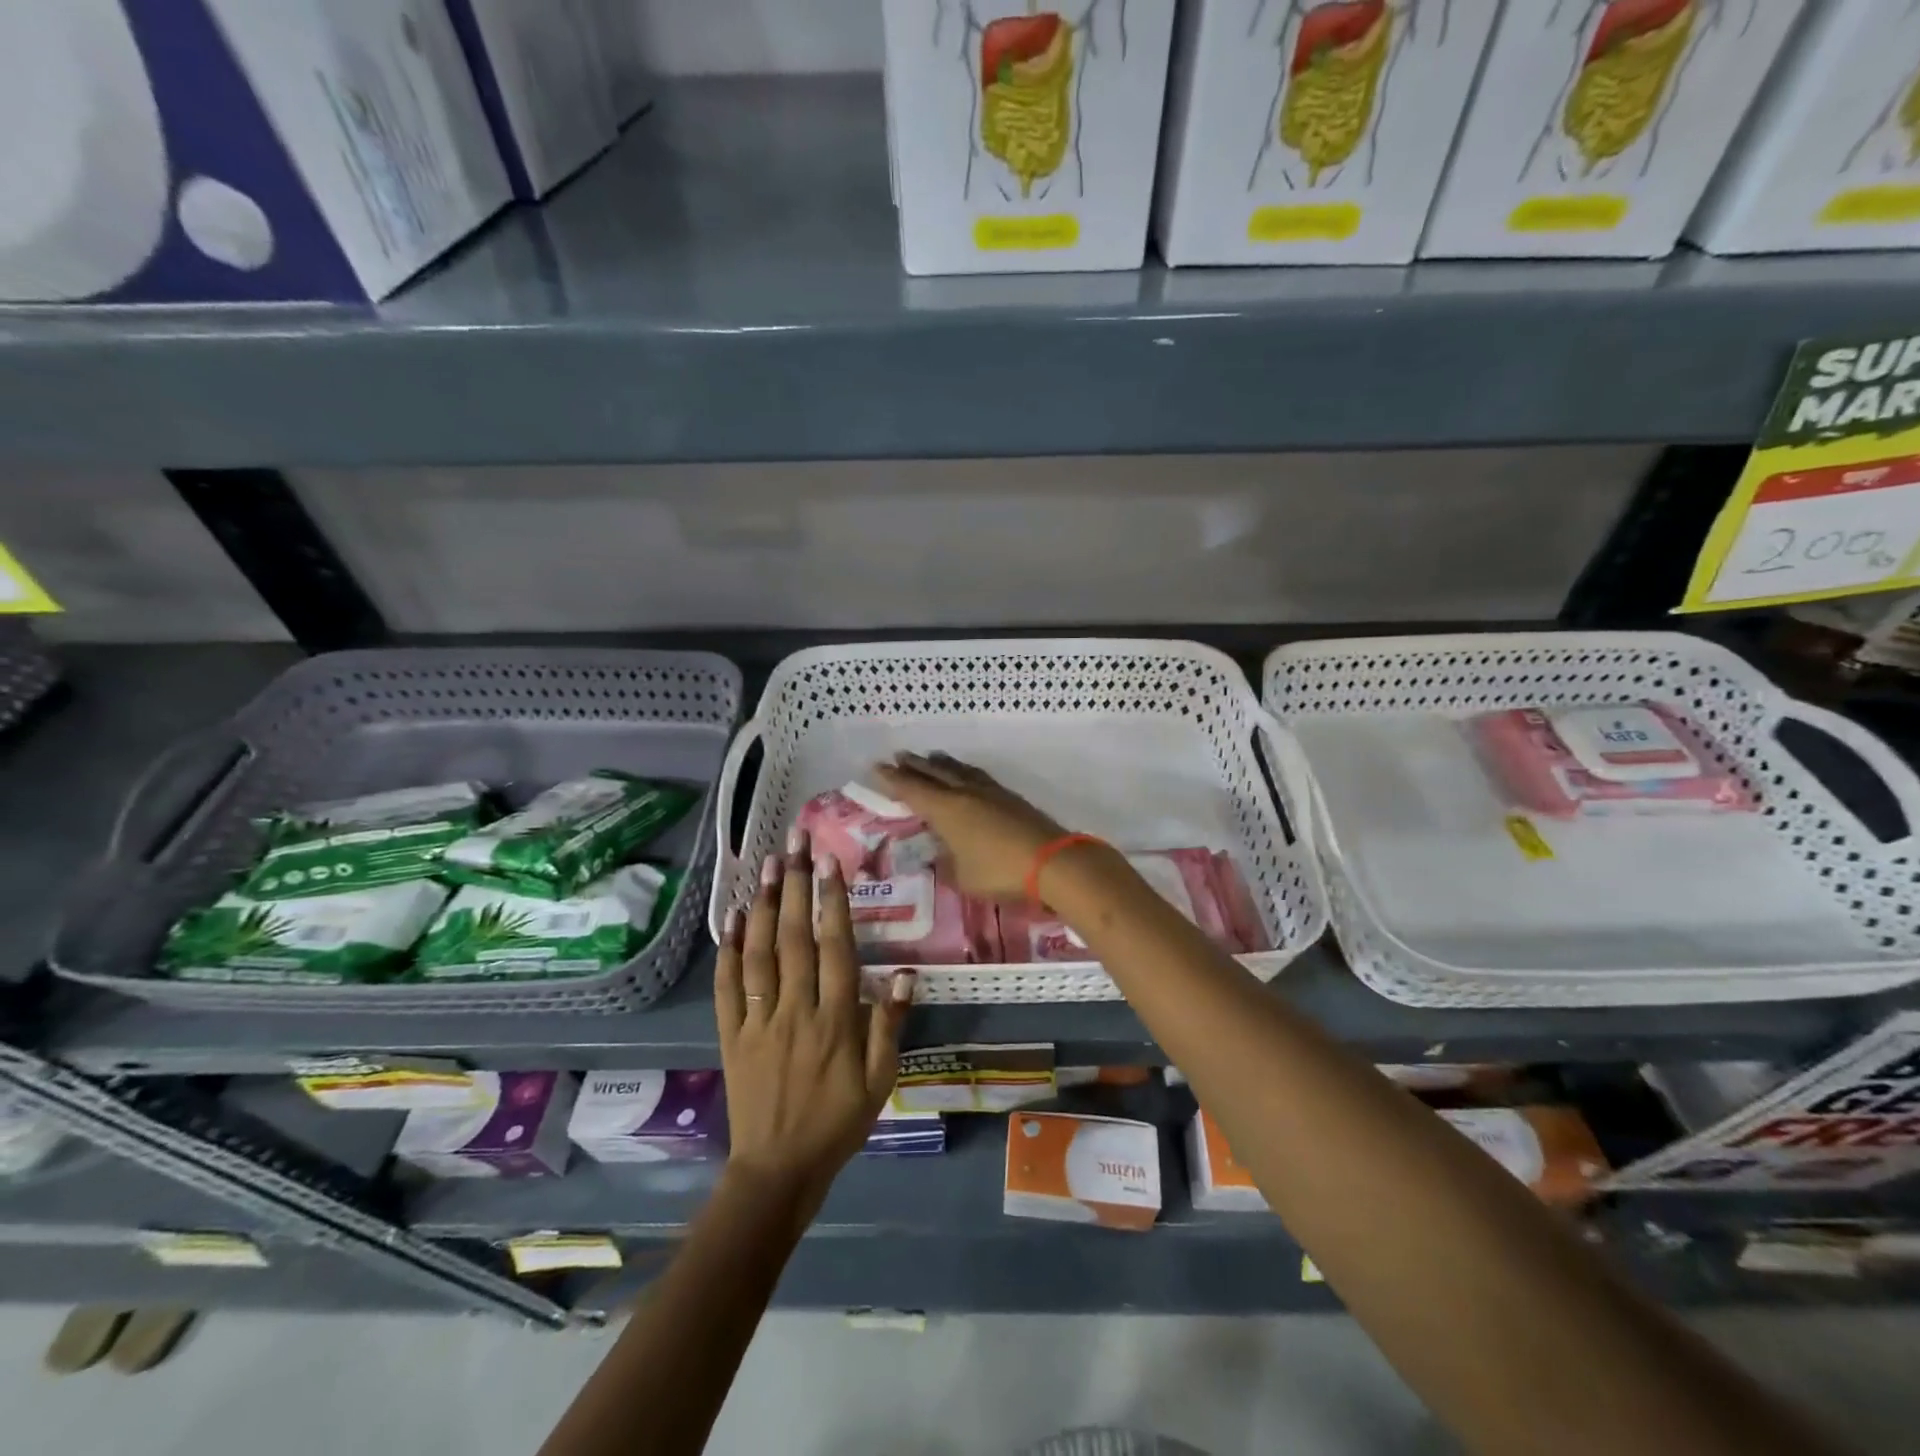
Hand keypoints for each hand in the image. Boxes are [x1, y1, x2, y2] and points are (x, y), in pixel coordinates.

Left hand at [715, 830, 913, 1207]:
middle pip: (795, 938)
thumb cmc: (838, 1122)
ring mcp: (758, 1020)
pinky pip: (726, 986)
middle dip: (797, 886)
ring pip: (760, 953)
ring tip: (768, 864)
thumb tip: (905, 973)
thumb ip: (890, 1025)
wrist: (779, 1168)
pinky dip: (727, 949)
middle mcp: (795, 1010)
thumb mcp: (881, 1081)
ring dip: (765, 905)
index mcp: (835, 1020)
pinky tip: (733, 915)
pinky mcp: (730, 1034)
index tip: (829, 862)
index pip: (835, 948)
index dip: (833, 901)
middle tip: (795, 842)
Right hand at [873, 751, 1067, 899]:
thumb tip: (940, 856)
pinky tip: (967, 775)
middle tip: (899, 755)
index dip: (893, 779)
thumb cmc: (999, 872)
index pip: (912, 790)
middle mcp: (964, 794)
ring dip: (942, 763)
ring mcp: (990, 792)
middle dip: (915, 765)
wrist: (1052, 862)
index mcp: (946, 810)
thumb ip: (947, 864)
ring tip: (931, 757)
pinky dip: (964, 771)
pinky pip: (978, 776)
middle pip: (934, 773)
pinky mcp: (1010, 797)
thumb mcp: (962, 877)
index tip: (877, 767)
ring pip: (959, 770)